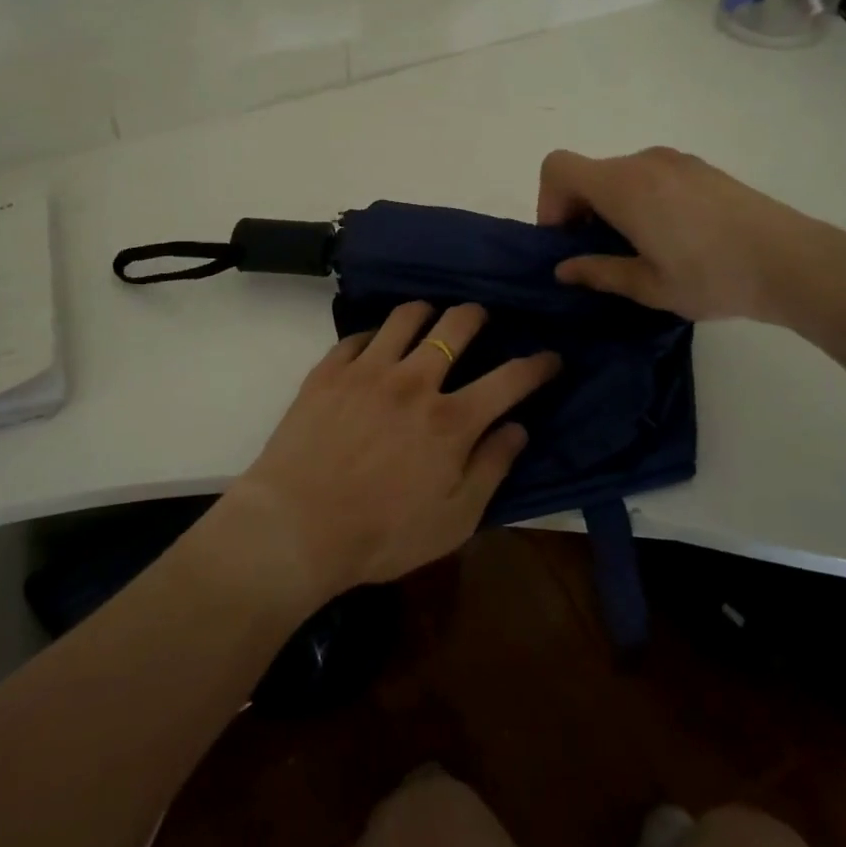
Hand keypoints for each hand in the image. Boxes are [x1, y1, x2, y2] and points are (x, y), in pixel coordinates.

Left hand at [227, 302, 558, 599]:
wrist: (295, 526)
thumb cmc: (381, 535)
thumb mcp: (453, 520)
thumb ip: (491, 468)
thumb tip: (518, 428)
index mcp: (451, 420)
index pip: (510, 379)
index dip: (538, 364)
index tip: (550, 357)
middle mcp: (414, 381)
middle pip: (456, 325)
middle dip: (478, 315)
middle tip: (481, 319)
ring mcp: (367, 370)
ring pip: (406, 317)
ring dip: (427, 311)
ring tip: (430, 317)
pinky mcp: (329, 370)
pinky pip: (359, 335)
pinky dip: (376, 335)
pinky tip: (376, 345)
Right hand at [537, 147, 837, 323]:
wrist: (795, 262)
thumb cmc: (713, 277)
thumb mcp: (649, 286)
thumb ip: (599, 272)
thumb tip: (564, 269)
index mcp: (623, 186)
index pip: (558, 168)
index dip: (549, 202)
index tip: (568, 240)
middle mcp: (644, 162)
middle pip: (588, 172)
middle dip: (580, 210)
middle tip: (600, 255)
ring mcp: (676, 161)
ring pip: (620, 174)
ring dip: (611, 205)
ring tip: (640, 249)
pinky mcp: (701, 168)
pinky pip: (650, 175)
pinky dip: (641, 199)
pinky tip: (673, 237)